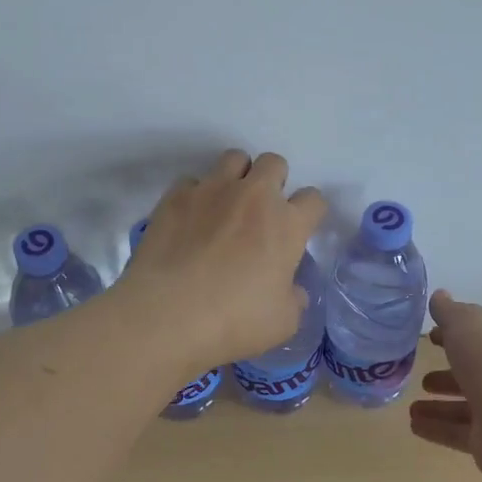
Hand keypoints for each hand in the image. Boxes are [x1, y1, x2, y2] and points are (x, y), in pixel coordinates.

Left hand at [121, 149, 327, 366]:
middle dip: (274, 181)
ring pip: (234, 158)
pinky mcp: (175, 196)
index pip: (314, 199)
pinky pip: (192, 181)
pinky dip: (195, 195)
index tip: (299, 229)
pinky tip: (189, 220)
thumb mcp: (282, 323)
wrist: (167, 314)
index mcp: (287, 224)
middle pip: (275, 163)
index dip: (309, 212)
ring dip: (237, 176)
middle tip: (261, 212)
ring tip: (226, 205)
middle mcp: (253, 196)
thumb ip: (294, 299)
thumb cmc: (234, 321)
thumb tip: (292, 290)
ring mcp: (212, 190)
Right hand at [409, 291, 481, 481]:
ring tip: (412, 406)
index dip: (455, 333)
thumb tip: (440, 296)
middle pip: (472, 372)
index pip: (479, 335)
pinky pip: (457, 432)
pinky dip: (435, 427)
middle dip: (448, 372)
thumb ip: (449, 311)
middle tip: (421, 373)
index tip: (431, 336)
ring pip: (463, 404)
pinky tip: (413, 425)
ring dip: (438, 404)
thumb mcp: (465, 323)